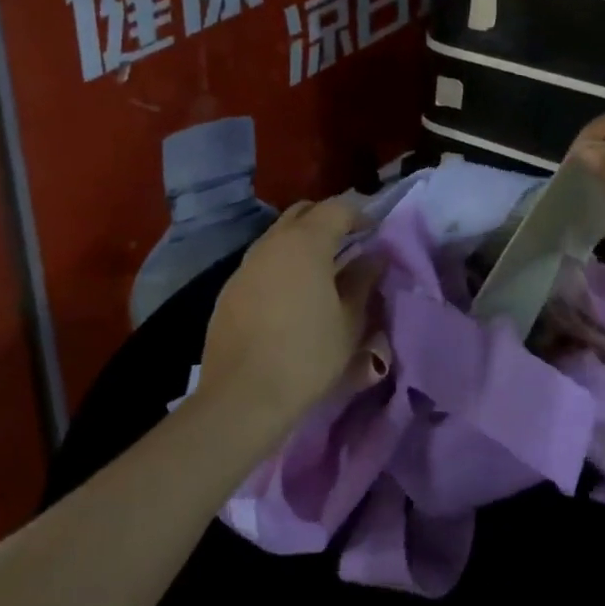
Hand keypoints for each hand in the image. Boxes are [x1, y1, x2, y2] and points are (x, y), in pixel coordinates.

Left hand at [197, 198, 382, 439]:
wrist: (243, 396)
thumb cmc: (308, 354)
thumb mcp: (350, 321)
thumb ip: (363, 281)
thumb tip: (373, 257)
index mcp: (305, 243)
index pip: (336, 209)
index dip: (360, 215)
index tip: (375, 232)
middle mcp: (271, 243)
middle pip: (302, 213)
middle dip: (328, 219)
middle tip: (349, 241)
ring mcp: (245, 266)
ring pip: (278, 237)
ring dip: (302, 242)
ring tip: (323, 269)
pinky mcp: (229, 290)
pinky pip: (262, 262)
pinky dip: (282, 264)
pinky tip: (292, 294)